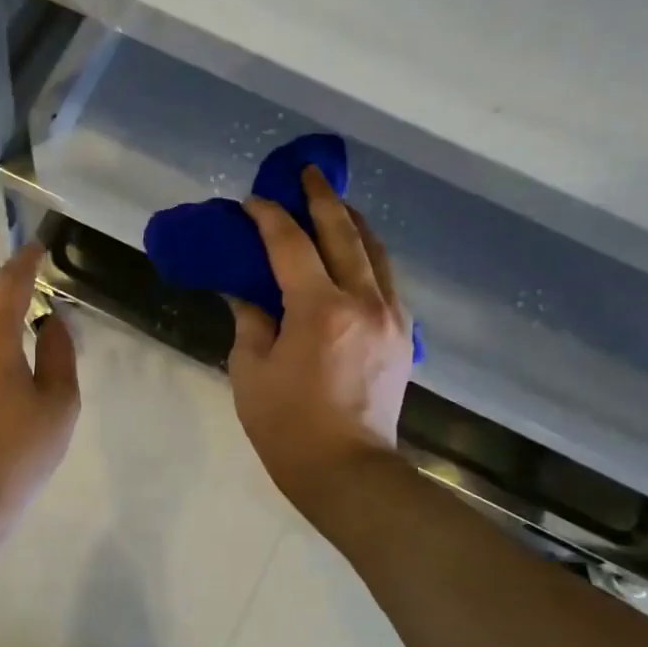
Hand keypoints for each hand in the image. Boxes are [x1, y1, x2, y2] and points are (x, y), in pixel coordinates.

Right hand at [227, 168, 409, 508]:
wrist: (349, 473)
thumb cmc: (288, 427)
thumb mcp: (251, 371)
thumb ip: (250, 321)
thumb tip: (245, 292)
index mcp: (319, 310)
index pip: (291, 245)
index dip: (269, 217)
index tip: (251, 201)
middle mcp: (363, 302)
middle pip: (344, 233)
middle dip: (321, 199)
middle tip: (304, 174)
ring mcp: (390, 316)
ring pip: (375, 251)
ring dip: (351, 221)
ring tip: (332, 204)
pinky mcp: (402, 334)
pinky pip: (385, 277)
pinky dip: (366, 254)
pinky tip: (353, 253)